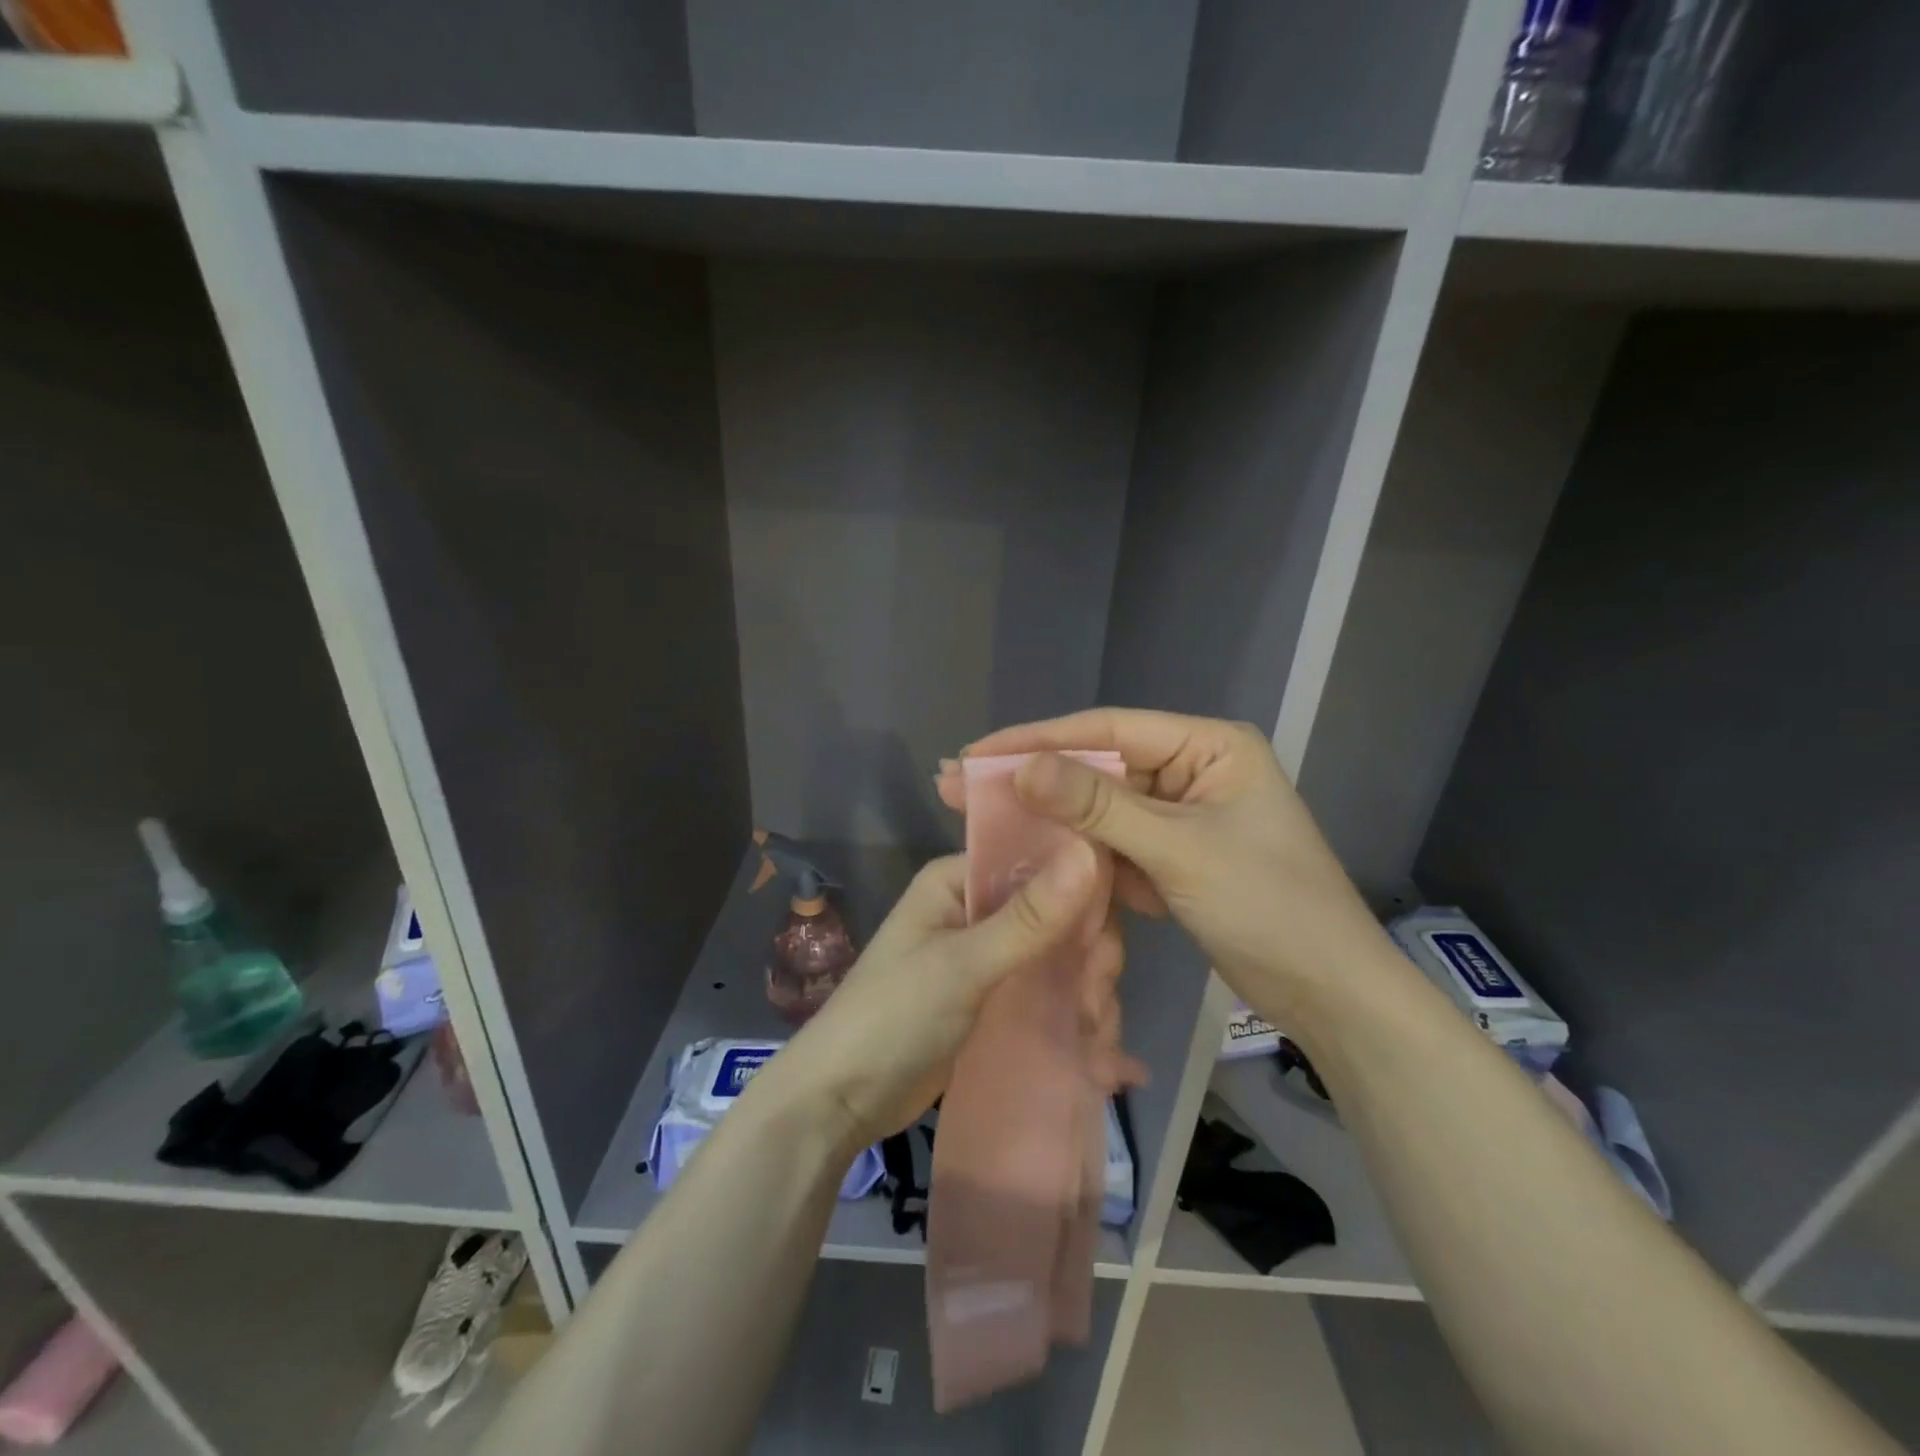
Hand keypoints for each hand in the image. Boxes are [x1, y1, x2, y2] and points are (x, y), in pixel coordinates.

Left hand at [767, 845, 1119, 1152]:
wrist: (841, 1102)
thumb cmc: (892, 1018)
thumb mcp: (962, 966)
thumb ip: (1029, 917)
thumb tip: (1090, 848)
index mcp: (960, 880)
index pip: (1038, 861)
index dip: (1082, 892)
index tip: (1105, 944)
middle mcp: (977, 909)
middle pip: (1058, 916)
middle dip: (1087, 961)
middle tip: (1096, 1007)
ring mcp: (988, 957)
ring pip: (1059, 959)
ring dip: (1087, 998)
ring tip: (1099, 1047)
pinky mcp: (995, 1000)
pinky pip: (1047, 995)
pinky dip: (1074, 1021)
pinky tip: (1106, 1065)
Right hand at [953, 709, 1391, 1022]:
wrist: (1328, 995)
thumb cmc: (1268, 906)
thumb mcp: (1177, 850)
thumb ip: (1098, 806)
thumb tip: (1023, 768)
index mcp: (1208, 746)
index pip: (1108, 731)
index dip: (1039, 739)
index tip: (978, 751)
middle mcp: (1192, 769)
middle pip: (1098, 767)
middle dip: (1033, 778)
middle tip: (960, 781)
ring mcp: (1180, 816)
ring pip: (1100, 808)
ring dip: (1048, 816)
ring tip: (980, 815)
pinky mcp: (1171, 857)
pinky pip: (1113, 844)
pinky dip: (1075, 851)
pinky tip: (1025, 850)